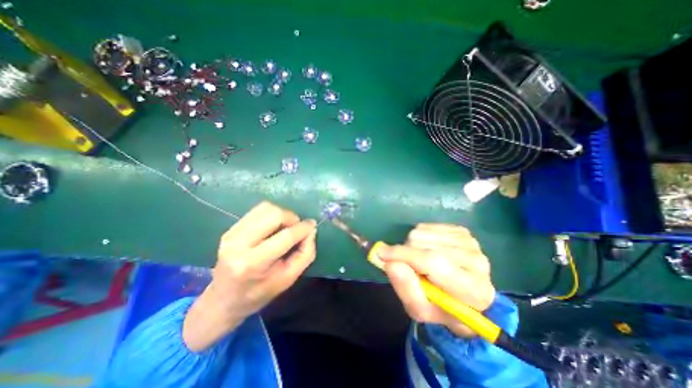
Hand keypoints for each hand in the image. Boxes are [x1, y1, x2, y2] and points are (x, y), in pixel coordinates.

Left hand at [181, 202, 315, 349]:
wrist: (223, 299)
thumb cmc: (259, 293)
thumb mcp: (288, 279)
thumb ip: (305, 254)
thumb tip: (311, 230)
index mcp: (253, 263)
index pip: (285, 236)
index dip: (303, 228)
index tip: (312, 226)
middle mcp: (239, 244)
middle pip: (274, 215)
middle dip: (292, 218)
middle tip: (297, 228)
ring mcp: (232, 234)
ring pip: (266, 208)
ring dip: (282, 214)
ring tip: (286, 227)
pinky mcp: (231, 228)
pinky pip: (257, 211)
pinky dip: (271, 215)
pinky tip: (273, 227)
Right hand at [378, 223, 497, 337]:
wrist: (467, 298)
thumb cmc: (441, 307)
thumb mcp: (421, 309)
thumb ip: (406, 288)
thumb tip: (389, 262)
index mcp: (472, 289)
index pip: (433, 262)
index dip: (404, 255)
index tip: (380, 253)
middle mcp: (476, 261)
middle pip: (424, 243)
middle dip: (407, 253)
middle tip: (410, 267)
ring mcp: (470, 242)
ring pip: (422, 232)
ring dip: (412, 245)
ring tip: (420, 260)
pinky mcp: (462, 231)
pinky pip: (426, 226)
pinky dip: (419, 237)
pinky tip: (428, 249)